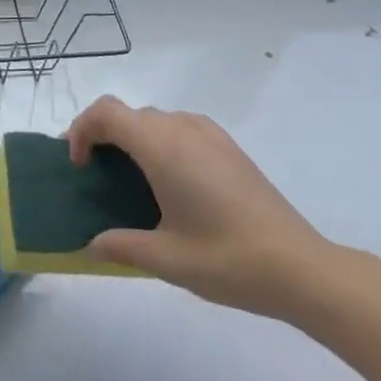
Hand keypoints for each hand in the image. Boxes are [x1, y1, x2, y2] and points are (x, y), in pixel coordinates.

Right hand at [67, 96, 336, 319]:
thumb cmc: (227, 259)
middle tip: (96, 176)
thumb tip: (91, 244)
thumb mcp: (166, 260)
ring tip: (131, 181)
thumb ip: (121, 246)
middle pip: (128, 114)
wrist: (301, 267)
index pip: (106, 112)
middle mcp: (183, 129)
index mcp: (162, 147)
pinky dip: (160, 142)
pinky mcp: (229, 147)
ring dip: (132, 138)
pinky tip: (171, 183)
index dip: (82, 130)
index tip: (79, 166)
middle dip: (103, 136)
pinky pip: (180, 128)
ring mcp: (210, 135)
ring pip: (155, 119)